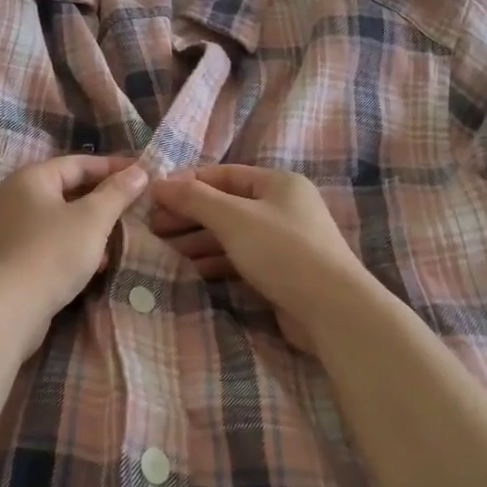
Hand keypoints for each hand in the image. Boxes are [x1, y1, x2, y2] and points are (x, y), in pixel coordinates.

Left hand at [0, 156, 149, 355]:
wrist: (4, 310)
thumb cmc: (51, 253)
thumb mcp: (92, 219)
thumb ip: (117, 193)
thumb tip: (139, 171)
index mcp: (31, 177)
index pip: (79, 163)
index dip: (113, 166)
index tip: (144, 173)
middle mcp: (16, 197)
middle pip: (68, 188)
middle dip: (103, 197)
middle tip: (136, 204)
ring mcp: (11, 229)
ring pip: (61, 218)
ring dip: (91, 224)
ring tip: (122, 234)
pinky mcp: (13, 259)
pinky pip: (52, 242)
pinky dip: (75, 245)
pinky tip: (97, 262)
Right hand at [148, 165, 374, 353]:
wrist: (333, 311)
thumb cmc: (282, 251)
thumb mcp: (233, 218)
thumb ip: (194, 199)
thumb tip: (157, 183)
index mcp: (278, 183)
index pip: (222, 175)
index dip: (186, 184)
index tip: (153, 198)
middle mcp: (283, 206)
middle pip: (225, 204)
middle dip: (189, 215)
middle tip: (153, 228)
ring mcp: (284, 240)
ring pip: (231, 233)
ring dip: (198, 240)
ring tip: (166, 250)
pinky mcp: (282, 272)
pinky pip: (241, 258)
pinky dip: (216, 261)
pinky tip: (194, 270)